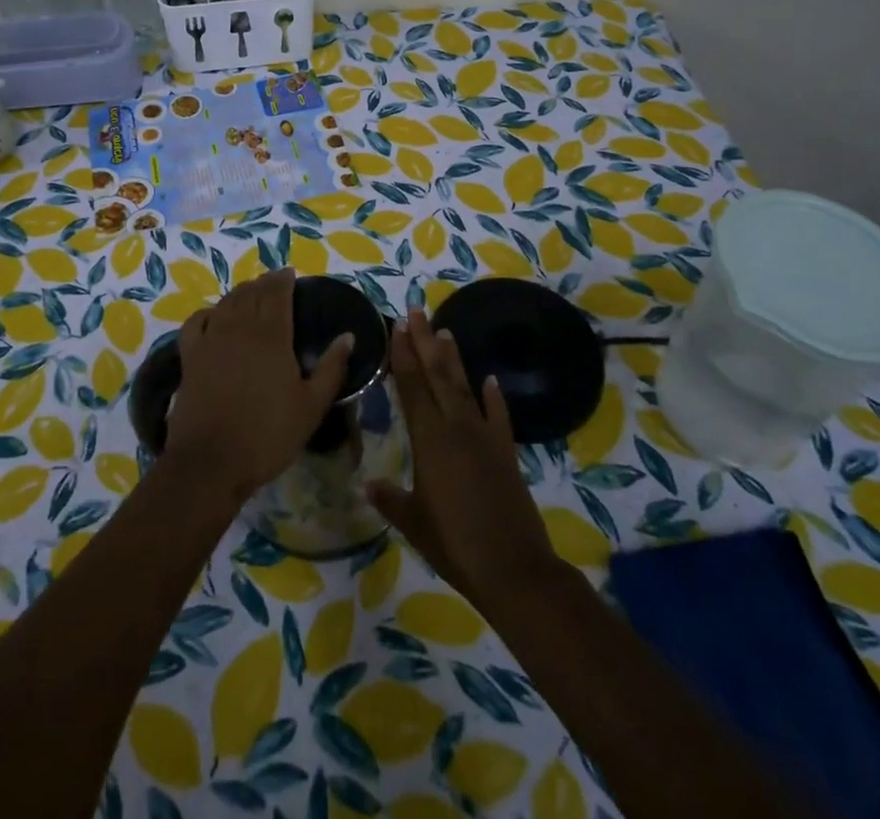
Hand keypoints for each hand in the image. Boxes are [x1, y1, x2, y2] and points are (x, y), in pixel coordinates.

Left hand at [163, 268, 352, 503]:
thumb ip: (332, 368)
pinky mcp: (189, 356)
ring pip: (226, 302)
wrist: (211, 460)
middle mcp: (240, 327)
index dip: (284, 279)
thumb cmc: (268, 434)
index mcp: (272, 335)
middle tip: (275, 282)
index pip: (277, 294)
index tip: (291, 274)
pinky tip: (213, 315)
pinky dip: (207, 312)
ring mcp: (211, 339)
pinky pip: (196, 322)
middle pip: (252, 293)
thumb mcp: (312, 406)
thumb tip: (348, 336)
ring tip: (251, 293)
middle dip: (264, 283)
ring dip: (240, 293)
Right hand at [367, 305, 559, 607]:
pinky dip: (494, 396)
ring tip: (445, 330)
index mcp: (429, 439)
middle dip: (425, 341)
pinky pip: (498, 416)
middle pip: (437, 375)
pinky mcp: (506, 452)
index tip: (397, 325)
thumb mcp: (413, 522)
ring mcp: (484, 436)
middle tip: (416, 311)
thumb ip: (390, 498)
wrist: (513, 568)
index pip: (412, 386)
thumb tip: (366, 481)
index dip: (403, 355)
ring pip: (464, 387)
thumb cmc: (454, 544)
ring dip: (453, 358)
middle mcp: (456, 427)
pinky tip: (490, 379)